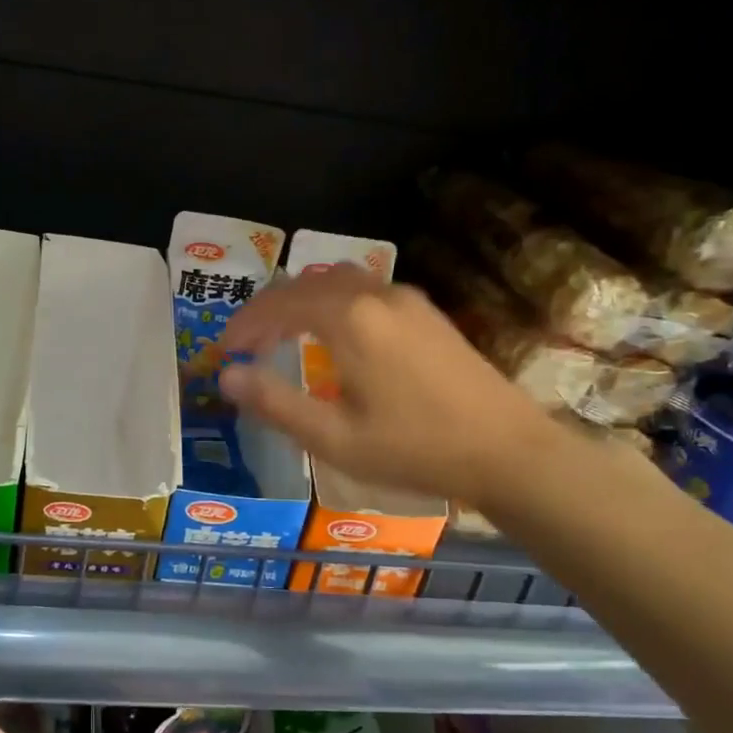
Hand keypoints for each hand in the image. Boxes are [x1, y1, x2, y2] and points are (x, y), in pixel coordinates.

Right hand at [218, 263, 554, 508]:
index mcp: (350, 319)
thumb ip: (276, 403)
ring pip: (337, 282)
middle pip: (306, 284)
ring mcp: (407, 300)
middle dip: (268, 309)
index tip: (224, 351)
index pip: (279, 303)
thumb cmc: (415, 449)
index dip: (245, 324)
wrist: (509, 451)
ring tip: (281, 335)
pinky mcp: (427, 313)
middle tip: (246, 343)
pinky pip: (364, 291)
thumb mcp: (335, 438)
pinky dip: (332, 304)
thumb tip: (227, 376)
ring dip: (301, 302)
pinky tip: (333, 337)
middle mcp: (376, 295)